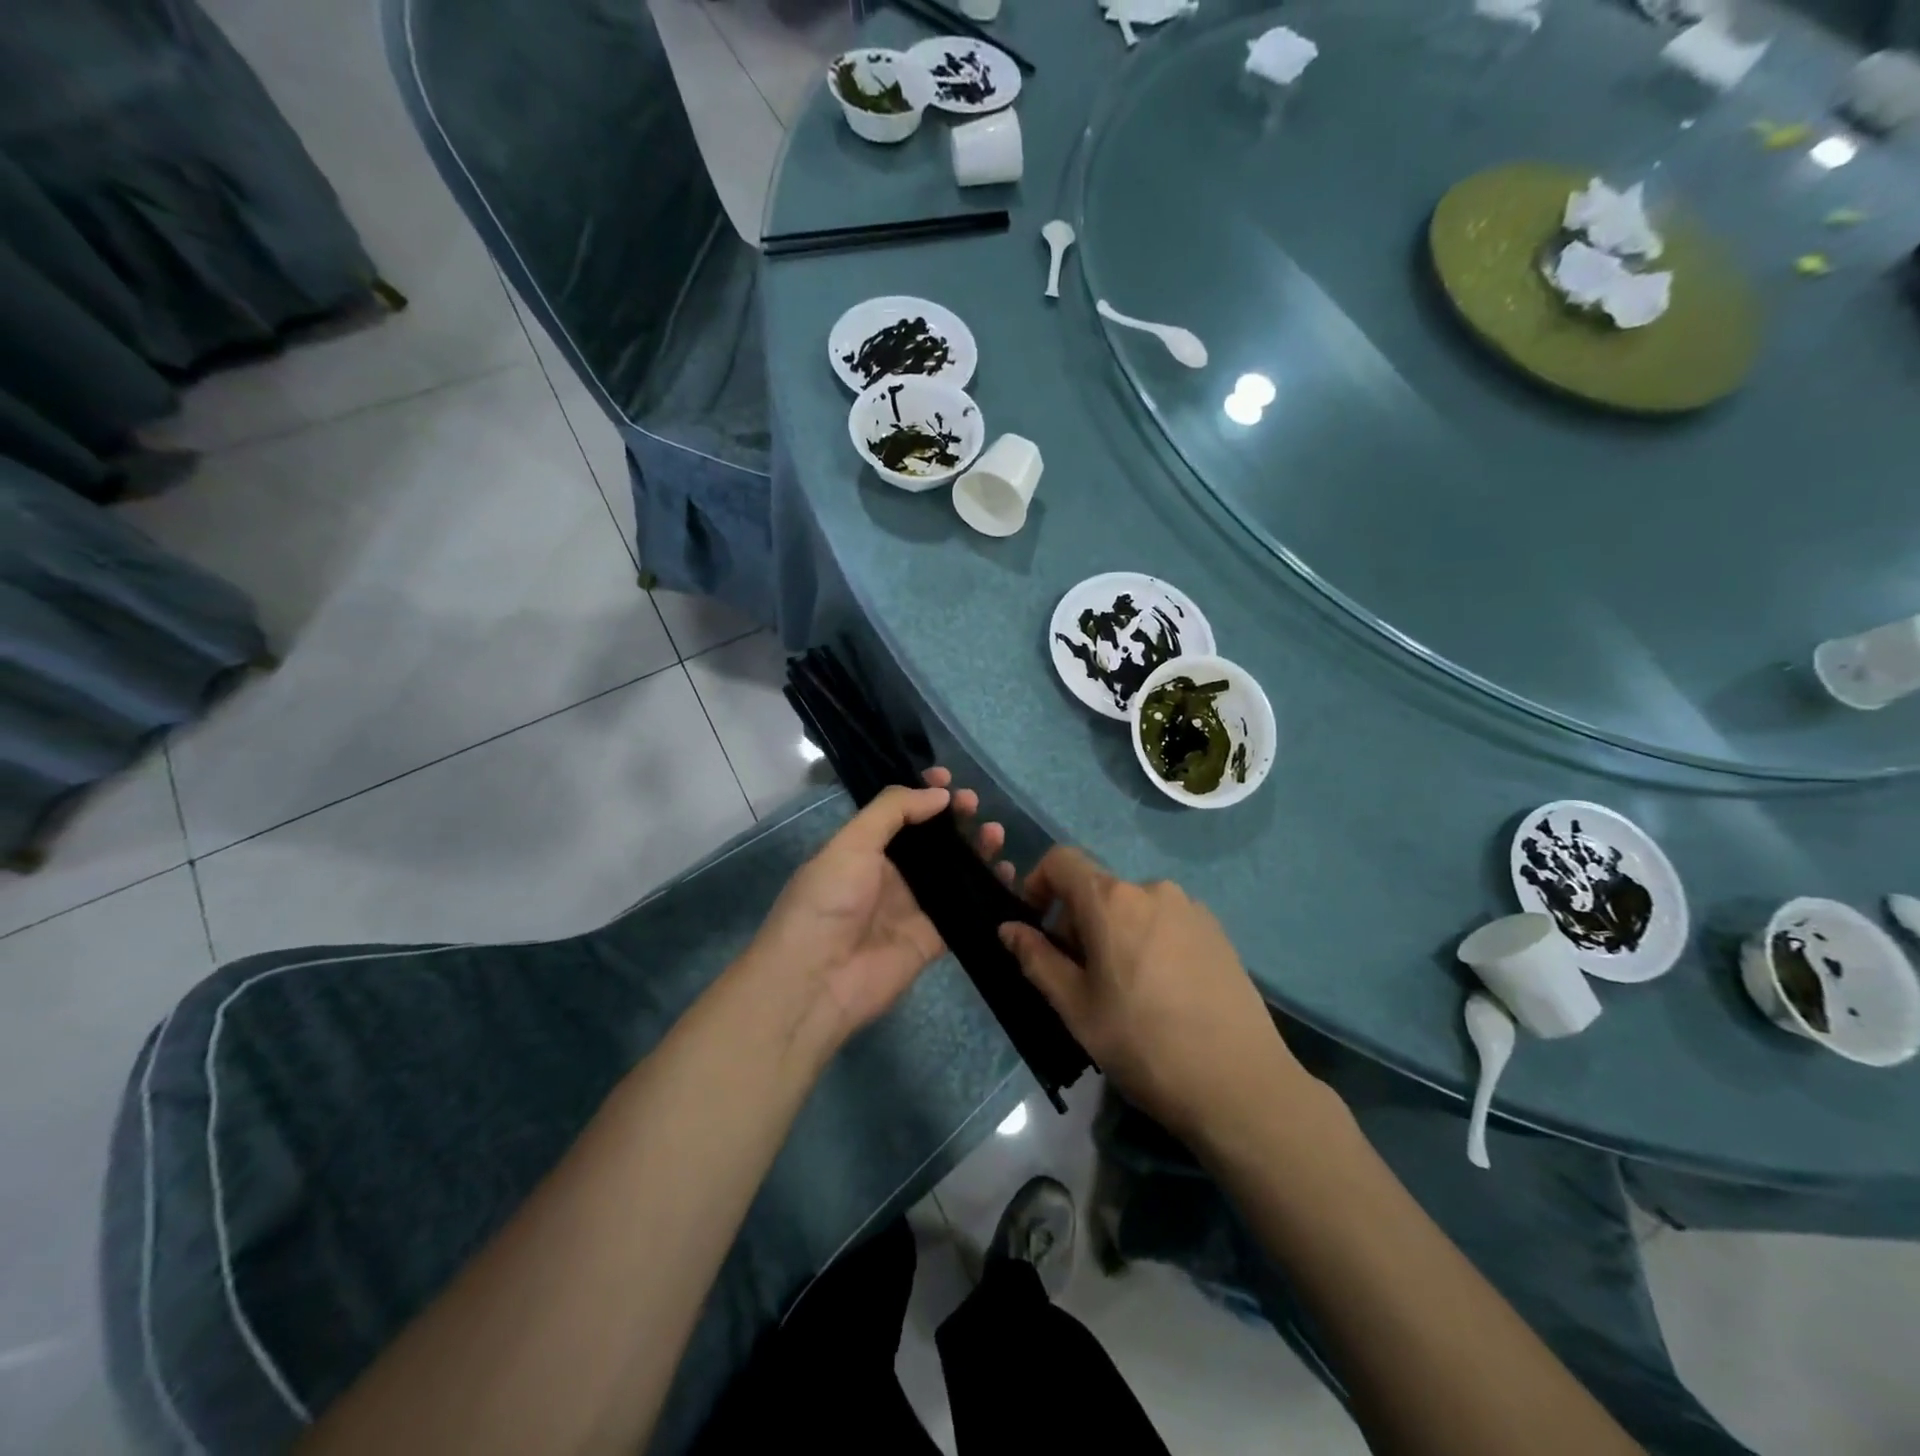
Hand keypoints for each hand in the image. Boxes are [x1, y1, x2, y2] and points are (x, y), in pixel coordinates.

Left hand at [744, 768, 1005, 1046]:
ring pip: (953, 870)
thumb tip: (939, 794)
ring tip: (995, 834)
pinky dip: (987, 890)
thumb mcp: (851, 844)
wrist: (818, 981)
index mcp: (864, 849)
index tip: (949, 779)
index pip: (899, 813)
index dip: (923, 794)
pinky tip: (1006, 872)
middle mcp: (890, 875)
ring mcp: (913, 907)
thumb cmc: (827, 903)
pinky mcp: (933, 938)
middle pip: (931, 840)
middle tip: (975, 805)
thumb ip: (892, 812)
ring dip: (975, 849)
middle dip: (953, 818)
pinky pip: (966, 908)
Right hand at [999, 849, 1307, 1140]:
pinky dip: (1148, 940)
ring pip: (1132, 907)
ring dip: (1113, 932)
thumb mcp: (1076, 1008)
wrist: (1240, 1084)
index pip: (1062, 860)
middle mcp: (1152, 889)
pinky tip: (1162, 991)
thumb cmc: (1143, 1044)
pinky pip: (1165, 921)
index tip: (1035, 924)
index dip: (1038, 883)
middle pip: (1097, 888)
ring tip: (1123, 989)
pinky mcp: (1217, 931)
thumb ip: (1037, 959)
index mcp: (1112, 900)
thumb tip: (1008, 928)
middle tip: (1079, 977)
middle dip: (1076, 921)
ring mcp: (1191, 908)